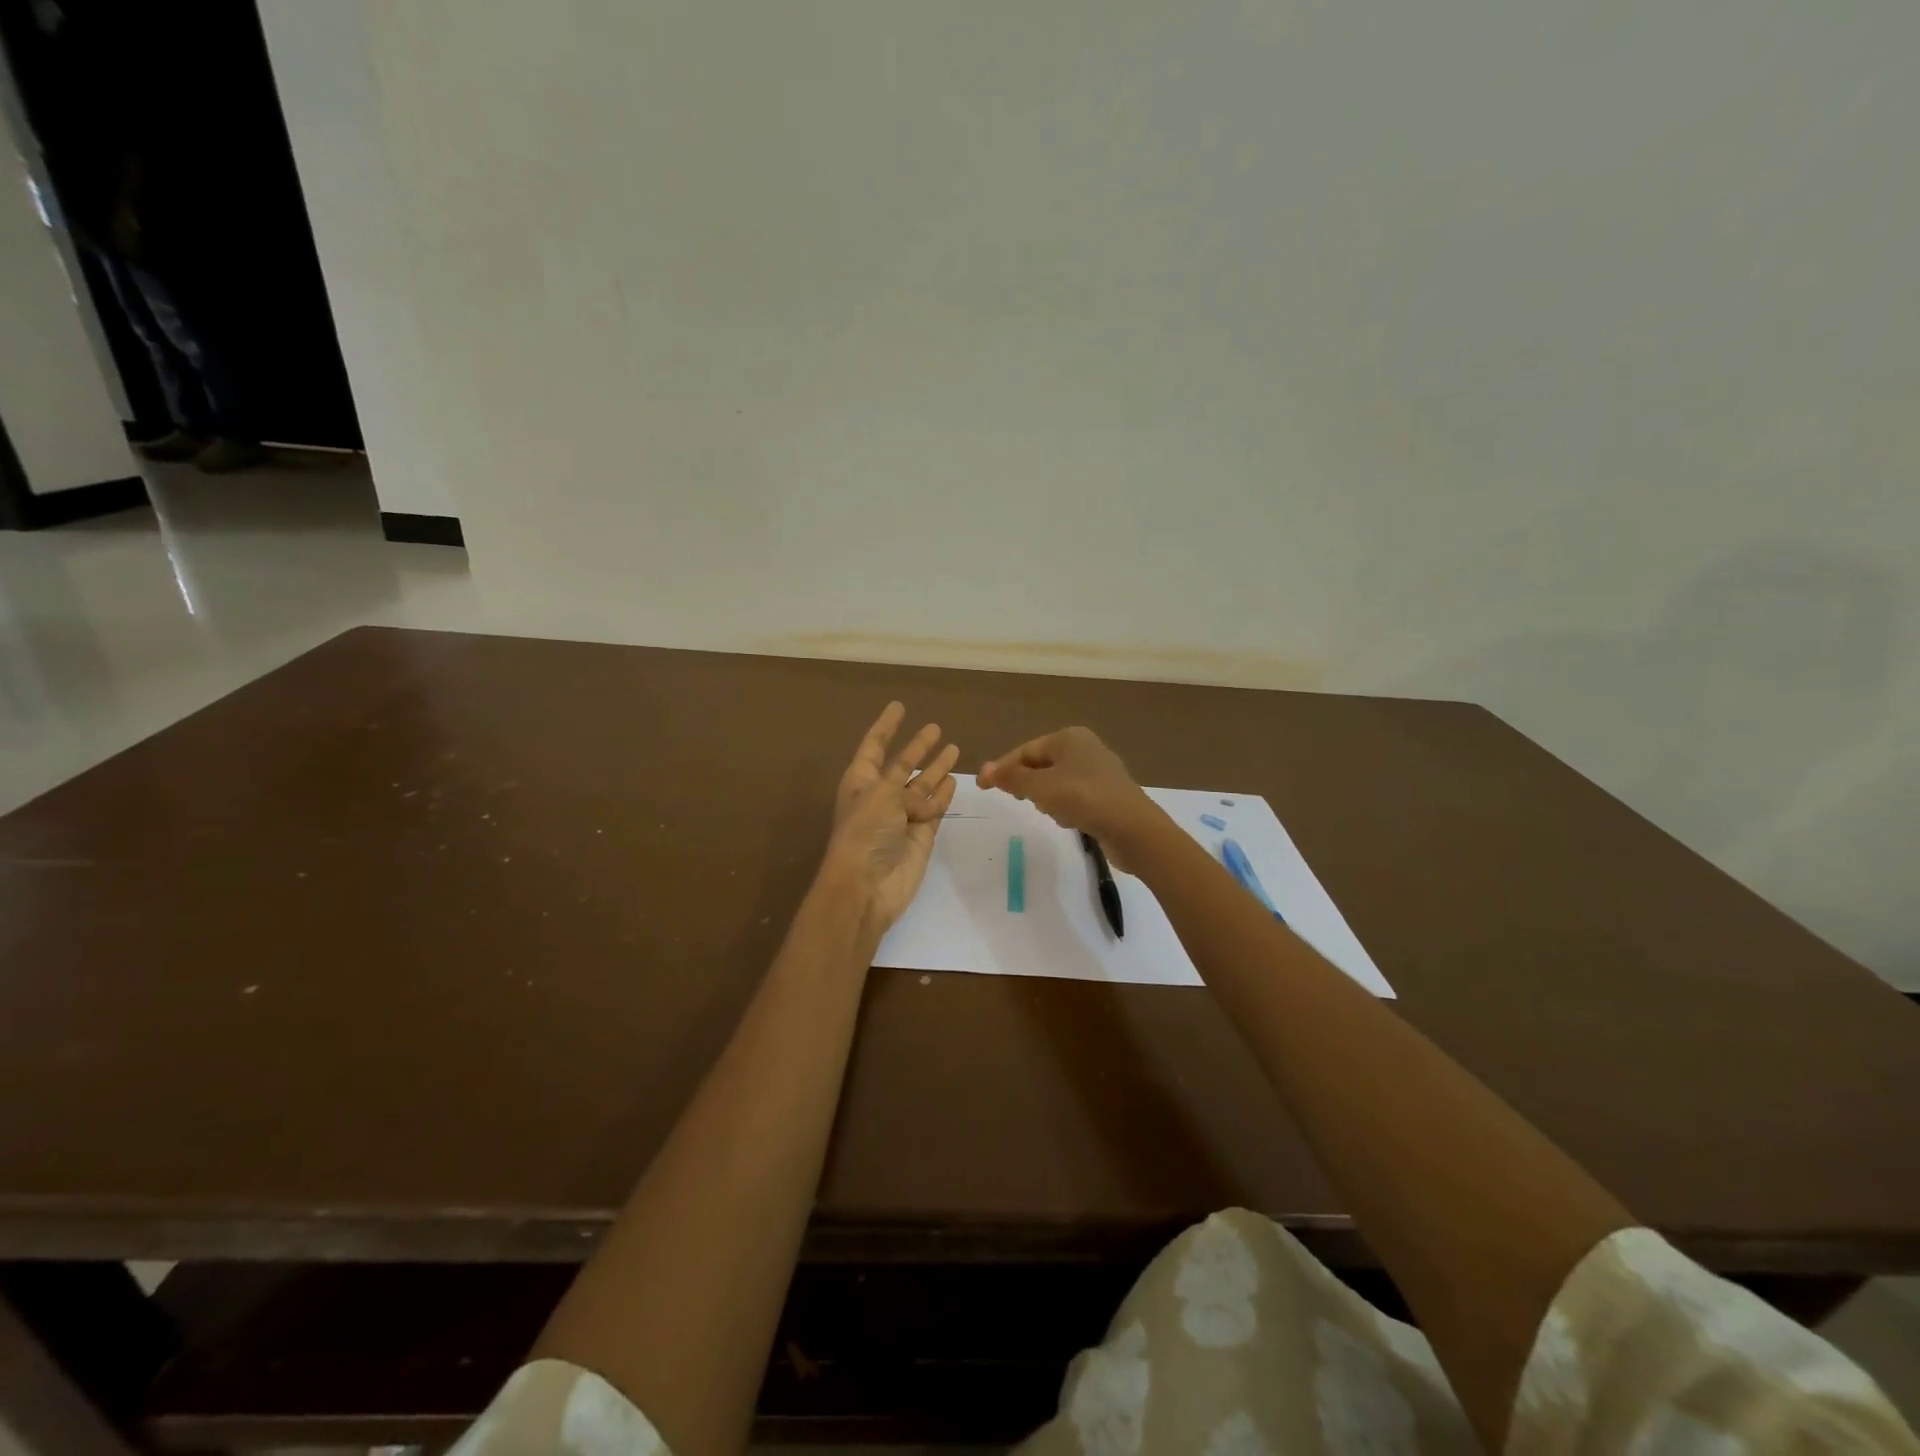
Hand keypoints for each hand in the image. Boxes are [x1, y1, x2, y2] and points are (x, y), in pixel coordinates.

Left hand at [821, 702, 959, 935]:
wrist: (867, 886)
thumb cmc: (865, 833)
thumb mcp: (882, 796)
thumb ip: (905, 787)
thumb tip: (924, 799)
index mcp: (861, 782)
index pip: (875, 746)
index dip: (886, 726)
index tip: (899, 706)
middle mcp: (881, 796)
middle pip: (902, 764)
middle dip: (917, 746)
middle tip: (934, 727)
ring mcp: (902, 816)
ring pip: (923, 785)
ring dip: (936, 767)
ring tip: (954, 748)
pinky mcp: (921, 836)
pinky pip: (935, 808)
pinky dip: (944, 795)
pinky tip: (954, 781)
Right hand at [978, 727, 1158, 861]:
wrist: (1134, 829)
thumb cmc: (1084, 799)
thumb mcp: (1042, 787)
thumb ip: (1013, 778)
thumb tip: (987, 771)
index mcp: (1069, 738)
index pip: (1026, 750)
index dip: (1002, 768)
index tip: (981, 786)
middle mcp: (1085, 748)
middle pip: (1041, 764)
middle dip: (1026, 783)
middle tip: (1015, 799)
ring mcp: (1099, 771)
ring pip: (1056, 781)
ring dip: (1046, 797)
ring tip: (1048, 811)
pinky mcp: (1107, 794)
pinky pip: (1074, 796)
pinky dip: (1065, 806)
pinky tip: (1068, 820)